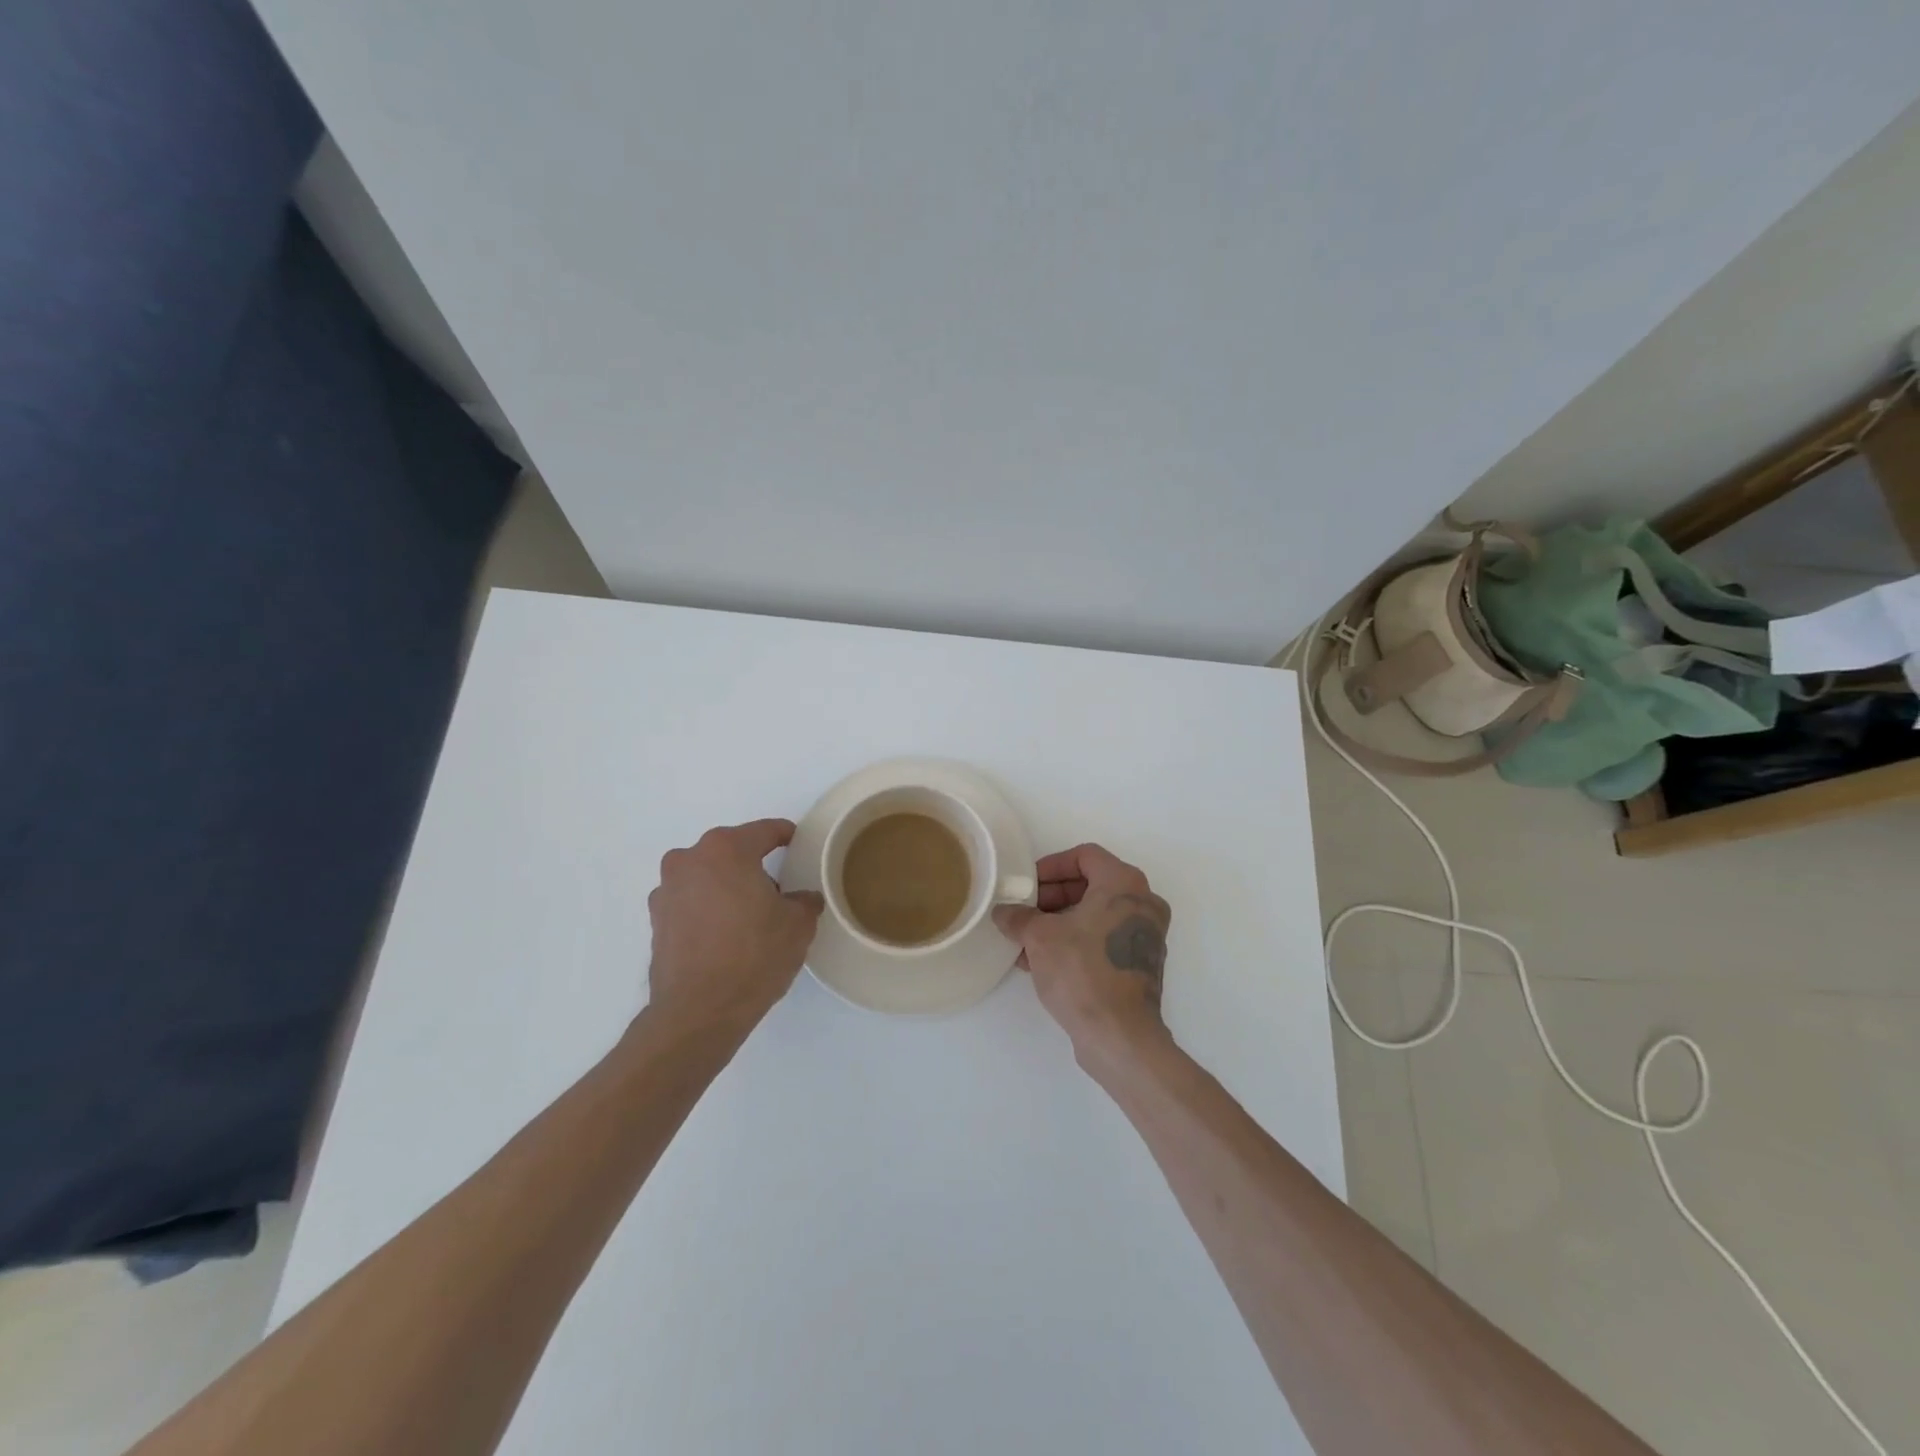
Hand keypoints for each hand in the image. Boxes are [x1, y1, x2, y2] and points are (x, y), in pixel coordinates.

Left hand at [645, 819, 824, 1032]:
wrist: (699, 1012)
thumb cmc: (754, 955)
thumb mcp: (798, 924)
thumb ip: (804, 900)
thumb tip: (801, 898)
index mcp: (726, 849)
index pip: (764, 831)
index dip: (785, 835)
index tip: (798, 844)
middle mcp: (689, 860)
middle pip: (730, 851)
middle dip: (752, 865)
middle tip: (777, 889)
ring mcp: (666, 890)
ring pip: (707, 876)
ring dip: (726, 887)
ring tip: (749, 917)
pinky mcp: (656, 921)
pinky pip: (690, 903)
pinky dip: (707, 910)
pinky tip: (725, 936)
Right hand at [992, 843, 1172, 1071]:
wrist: (1119, 1035)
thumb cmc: (1082, 971)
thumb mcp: (1039, 937)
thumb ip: (1019, 917)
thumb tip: (1004, 913)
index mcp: (1124, 884)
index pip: (1084, 856)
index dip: (1051, 866)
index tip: (1027, 885)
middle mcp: (1143, 903)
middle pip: (1090, 885)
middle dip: (1051, 897)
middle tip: (1023, 912)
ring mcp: (1145, 936)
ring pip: (1095, 915)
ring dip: (1059, 922)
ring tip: (1024, 940)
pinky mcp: (1140, 964)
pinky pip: (1103, 938)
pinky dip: (1075, 941)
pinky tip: (1041, 961)